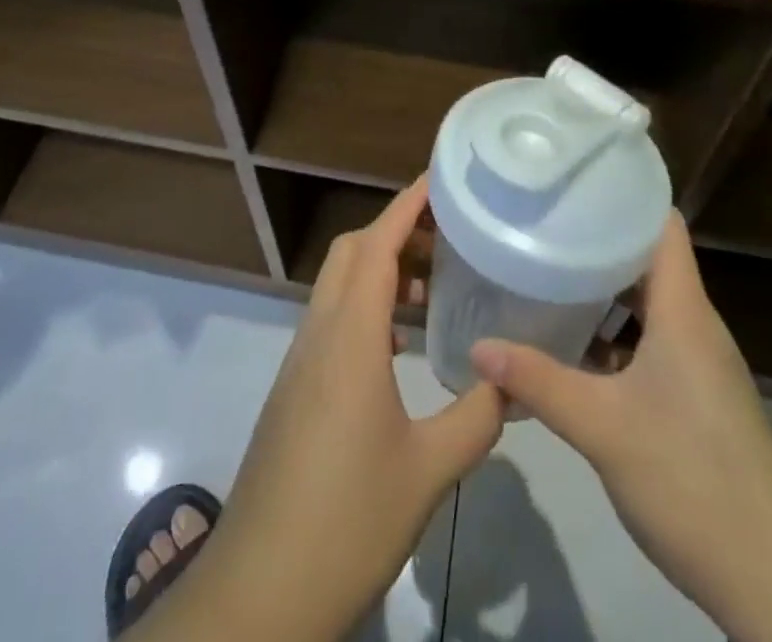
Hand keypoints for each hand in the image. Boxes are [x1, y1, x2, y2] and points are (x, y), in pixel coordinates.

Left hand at [135, 176, 503, 641]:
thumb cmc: (346, 519)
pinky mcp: (295, 390)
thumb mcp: (427, 471)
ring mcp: (301, 362)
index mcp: (349, 336)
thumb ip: (476, 418)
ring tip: (434, 289)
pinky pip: (332, 322)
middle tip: (447, 236)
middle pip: (351, 254)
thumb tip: (512, 382)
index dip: (406, 205)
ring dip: (381, 272)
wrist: (259, 593)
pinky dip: (368, 309)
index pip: (376, 245)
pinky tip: (401, 347)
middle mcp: (319, 334)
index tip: (438, 179)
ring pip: (338, 287)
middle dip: (395, 230)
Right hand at [471, 216, 771, 641]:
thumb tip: (478, 347)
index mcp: (683, 310)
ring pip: (645, 304)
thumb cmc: (692, 480)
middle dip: (595, 240)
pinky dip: (612, 336)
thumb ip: (538, 382)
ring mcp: (698, 363)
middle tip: (540, 224)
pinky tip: (571, 348)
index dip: (623, 193)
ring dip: (601, 292)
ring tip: (545, 274)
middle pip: (646, 259)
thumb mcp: (602, 427)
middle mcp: (694, 325)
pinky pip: (649, 343)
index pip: (661, 223)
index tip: (572, 180)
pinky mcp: (696, 397)